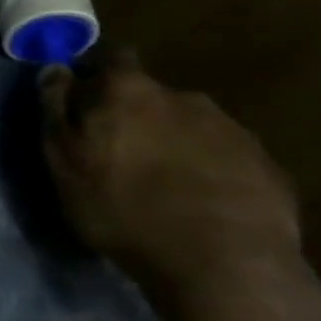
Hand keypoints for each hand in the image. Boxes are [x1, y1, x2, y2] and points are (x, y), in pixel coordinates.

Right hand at [40, 47, 300, 301]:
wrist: (223, 262)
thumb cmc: (122, 207)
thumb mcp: (64, 161)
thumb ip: (56, 110)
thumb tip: (55, 68)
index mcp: (129, 91)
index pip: (111, 57)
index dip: (94, 73)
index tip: (82, 101)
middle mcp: (183, 97)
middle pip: (149, 94)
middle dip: (132, 114)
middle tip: (116, 153)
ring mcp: (230, 129)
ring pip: (187, 124)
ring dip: (170, 141)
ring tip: (159, 182)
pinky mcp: (265, 164)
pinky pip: (222, 155)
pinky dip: (204, 168)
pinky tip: (196, 201)